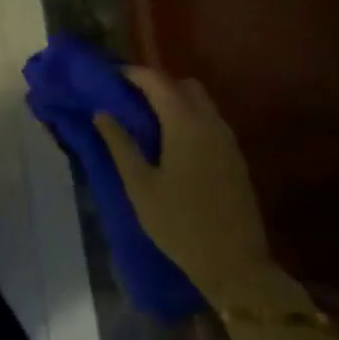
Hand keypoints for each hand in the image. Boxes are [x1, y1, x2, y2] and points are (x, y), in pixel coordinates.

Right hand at [93, 70, 273, 297]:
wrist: (236, 266)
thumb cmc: (180, 224)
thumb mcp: (140, 186)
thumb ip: (120, 144)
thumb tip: (102, 113)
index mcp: (186, 125)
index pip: (158, 82)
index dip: (133, 74)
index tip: (110, 76)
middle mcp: (211, 124)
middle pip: (184, 86)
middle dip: (157, 84)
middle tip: (128, 97)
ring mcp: (227, 141)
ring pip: (200, 103)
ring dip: (174, 100)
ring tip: (145, 118)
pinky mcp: (235, 158)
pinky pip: (209, 121)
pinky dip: (188, 117)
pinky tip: (170, 140)